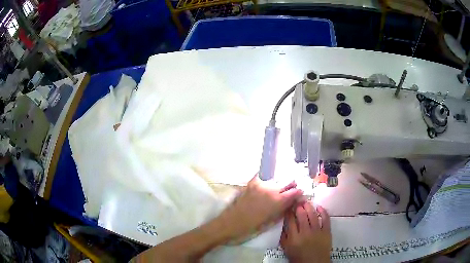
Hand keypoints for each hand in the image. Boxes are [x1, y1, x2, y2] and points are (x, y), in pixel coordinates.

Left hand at [219, 174, 302, 241]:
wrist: (231, 223)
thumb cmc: (252, 227)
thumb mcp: (271, 222)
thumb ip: (283, 210)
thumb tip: (291, 203)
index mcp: (278, 201)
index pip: (295, 191)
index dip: (298, 193)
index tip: (299, 195)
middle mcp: (272, 189)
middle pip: (288, 181)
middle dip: (291, 186)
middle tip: (290, 190)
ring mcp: (261, 184)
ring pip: (277, 178)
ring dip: (280, 182)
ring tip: (279, 187)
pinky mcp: (251, 183)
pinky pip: (262, 176)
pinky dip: (267, 178)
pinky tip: (267, 182)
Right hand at [281, 203, 331, 262]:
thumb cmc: (299, 257)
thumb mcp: (287, 249)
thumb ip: (284, 237)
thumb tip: (284, 225)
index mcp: (294, 237)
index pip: (290, 220)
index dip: (289, 212)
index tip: (288, 207)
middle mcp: (305, 232)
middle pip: (302, 215)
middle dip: (299, 206)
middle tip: (297, 201)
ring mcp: (317, 231)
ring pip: (313, 215)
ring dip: (309, 206)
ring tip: (306, 202)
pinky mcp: (326, 231)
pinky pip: (326, 218)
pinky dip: (323, 211)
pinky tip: (319, 207)